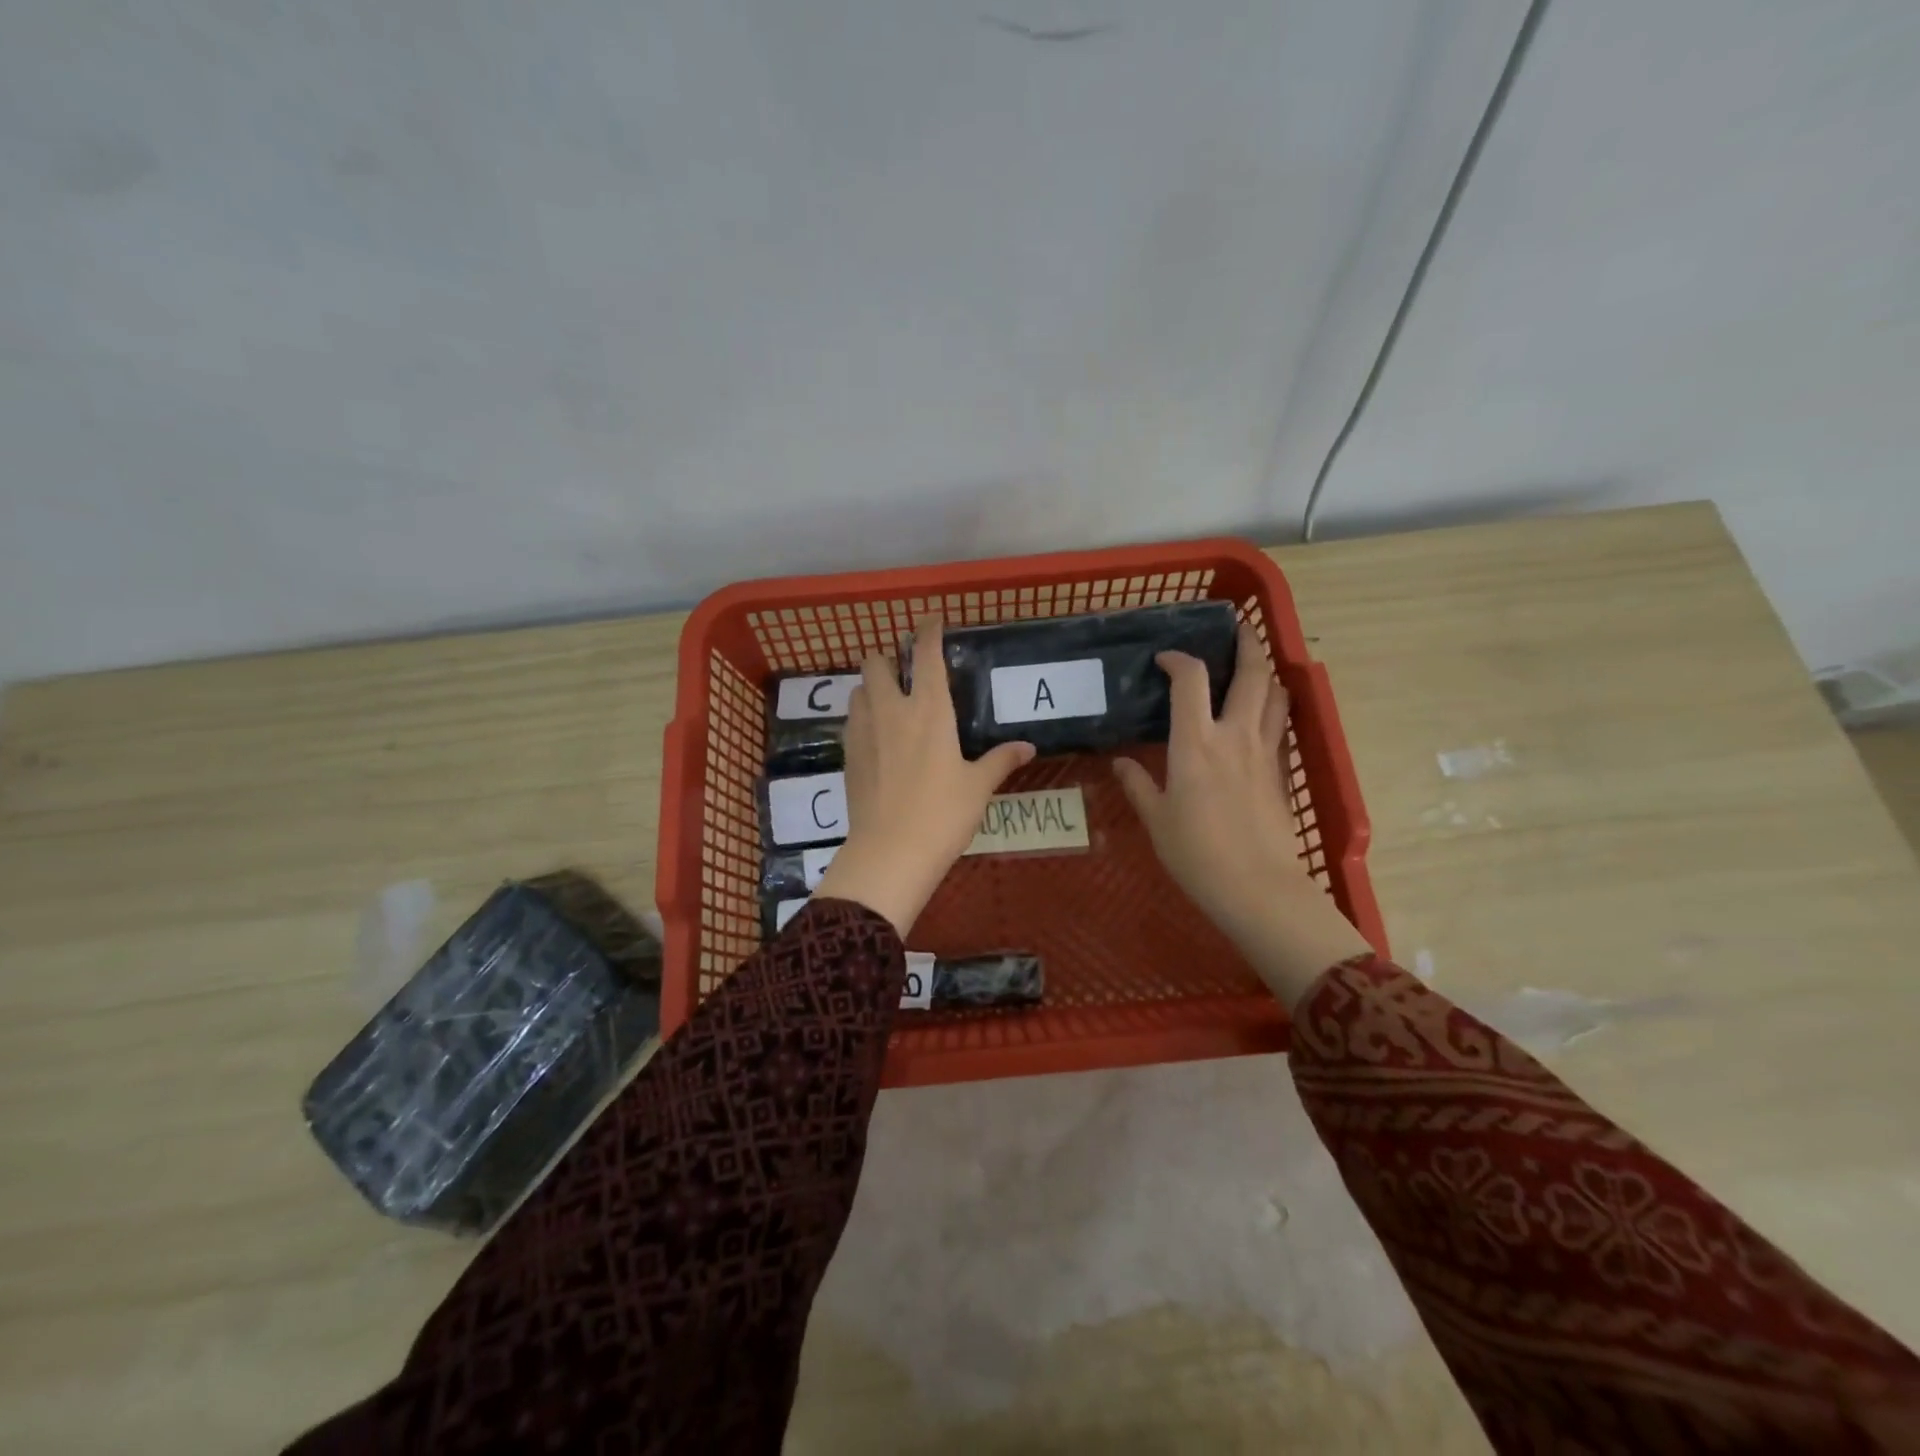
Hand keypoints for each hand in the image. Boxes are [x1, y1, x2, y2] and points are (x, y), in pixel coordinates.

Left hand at [812, 617, 1035, 934]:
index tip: (932, 621)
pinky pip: (852, 720)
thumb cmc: (942, 815)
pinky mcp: (847, 755)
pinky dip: (863, 716)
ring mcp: (863, 732)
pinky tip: (879, 738)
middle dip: (888, 657)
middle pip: (875, 662)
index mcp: (928, 710)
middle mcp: (890, 711)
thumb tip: (1027, 747)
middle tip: (906, 671)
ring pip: (858, 689)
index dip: (928, 632)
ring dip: (872, 686)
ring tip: (891, 703)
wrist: (890, 854)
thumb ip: (1000, 761)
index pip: (925, 655)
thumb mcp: (978, 787)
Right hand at [1113, 623, 1369, 1008]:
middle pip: (1252, 672)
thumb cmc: (1196, 854)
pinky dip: (1275, 707)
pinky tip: (1264, 713)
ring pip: (1276, 694)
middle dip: (1247, 643)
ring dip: (1266, 672)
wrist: (1257, 888)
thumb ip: (1138, 785)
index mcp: (1196, 742)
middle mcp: (1235, 734)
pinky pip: (1282, 725)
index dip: (1177, 659)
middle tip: (1235, 630)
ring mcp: (1265, 751)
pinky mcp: (1282, 772)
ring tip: (1253, 665)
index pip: (1190, 679)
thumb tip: (1120, 763)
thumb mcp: (1156, 819)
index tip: (1164, 658)